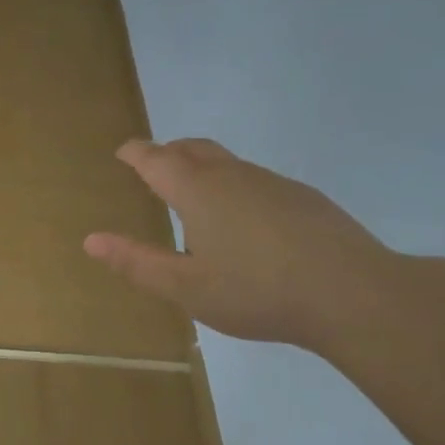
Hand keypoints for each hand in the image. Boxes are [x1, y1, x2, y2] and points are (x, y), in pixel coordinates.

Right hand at [84, 138, 393, 349]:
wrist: (354, 295)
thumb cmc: (257, 292)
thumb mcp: (186, 288)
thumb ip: (137, 263)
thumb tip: (91, 240)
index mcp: (198, 192)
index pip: (157, 159)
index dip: (136, 153)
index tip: (123, 152)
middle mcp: (233, 176)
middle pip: (193, 149)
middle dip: (168, 151)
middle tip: (152, 164)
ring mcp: (273, 184)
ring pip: (227, 162)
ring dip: (202, 167)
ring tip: (193, 196)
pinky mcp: (304, 198)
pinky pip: (254, 180)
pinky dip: (233, 186)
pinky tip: (243, 222)